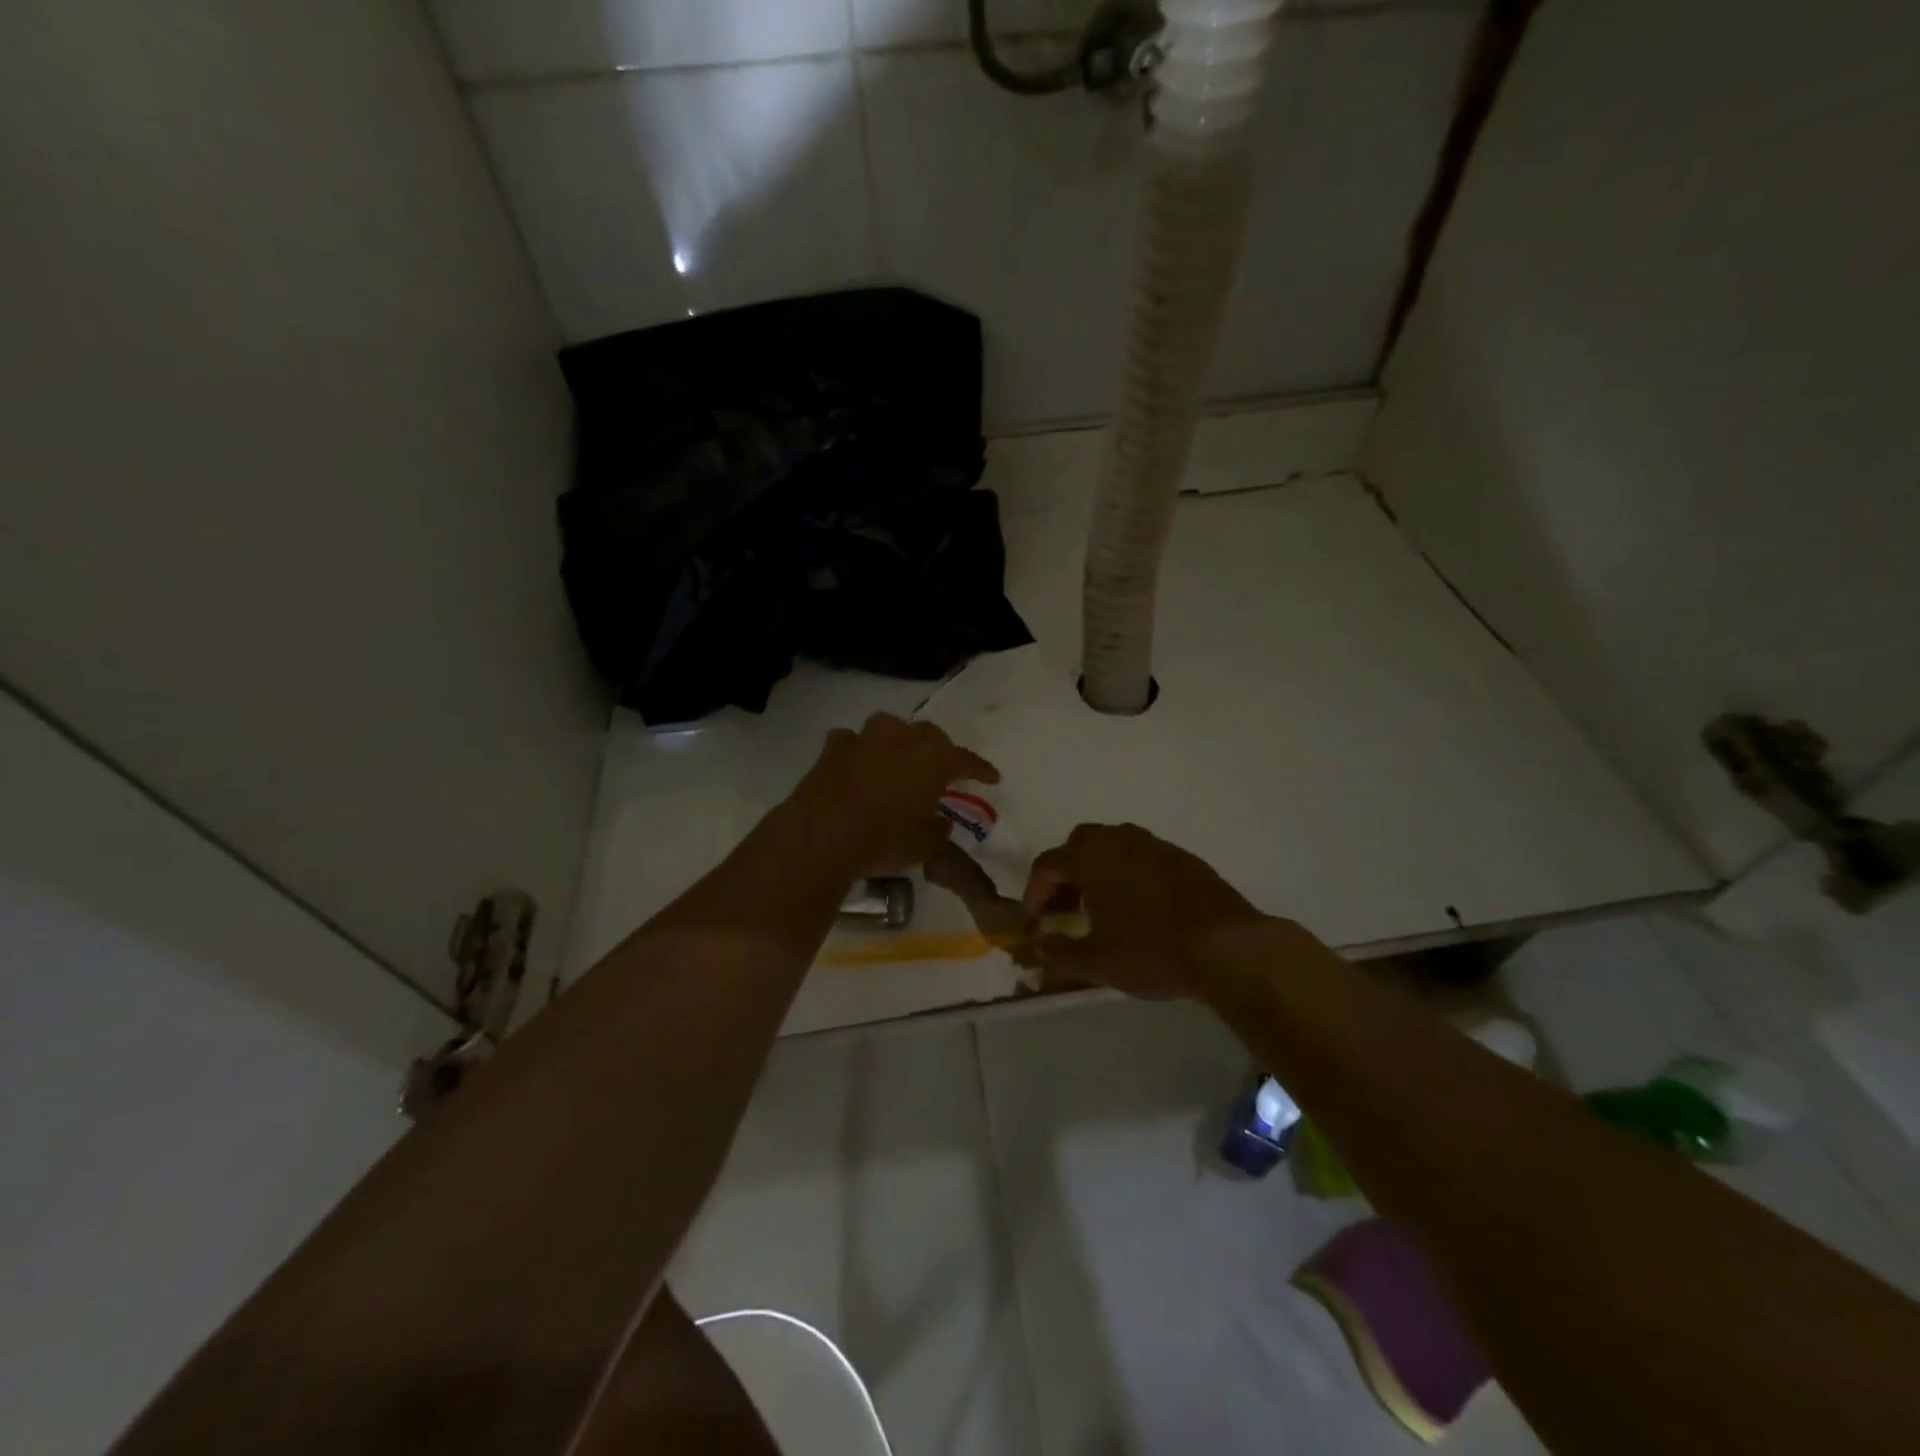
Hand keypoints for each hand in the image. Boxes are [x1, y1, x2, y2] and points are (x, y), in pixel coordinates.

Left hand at [786, 713, 999, 876]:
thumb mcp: (924, 845)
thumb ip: (938, 830)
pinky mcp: (831, 749)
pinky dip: (858, 751)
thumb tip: (939, 822)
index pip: (965, 759)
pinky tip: (857, 764)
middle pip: (928, 735)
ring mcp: (863, 739)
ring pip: (888, 727)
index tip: (992, 778)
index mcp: (932, 758)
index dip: (980, 769)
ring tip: (898, 759)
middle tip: (942, 769)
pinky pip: (851, 742)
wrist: (821, 836)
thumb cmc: (884, 840)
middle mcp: (900, 738)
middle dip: (938, 750)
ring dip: (897, 741)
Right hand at [1022, 823, 1265, 997]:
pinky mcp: (1183, 857)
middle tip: (1066, 909)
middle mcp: (1119, 840)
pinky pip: (1142, 856)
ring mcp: (1155, 845)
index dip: (1034, 895)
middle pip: (1078, 845)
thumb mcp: (1097, 962)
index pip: (1047, 866)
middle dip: (1065, 874)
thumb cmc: (1152, 951)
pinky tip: (1140, 907)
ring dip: (1098, 870)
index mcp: (1091, 857)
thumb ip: (1060, 953)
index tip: (1035, 925)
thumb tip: (1039, 947)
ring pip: (1113, 845)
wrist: (1227, 946)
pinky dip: (1129, 873)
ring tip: (1101, 907)